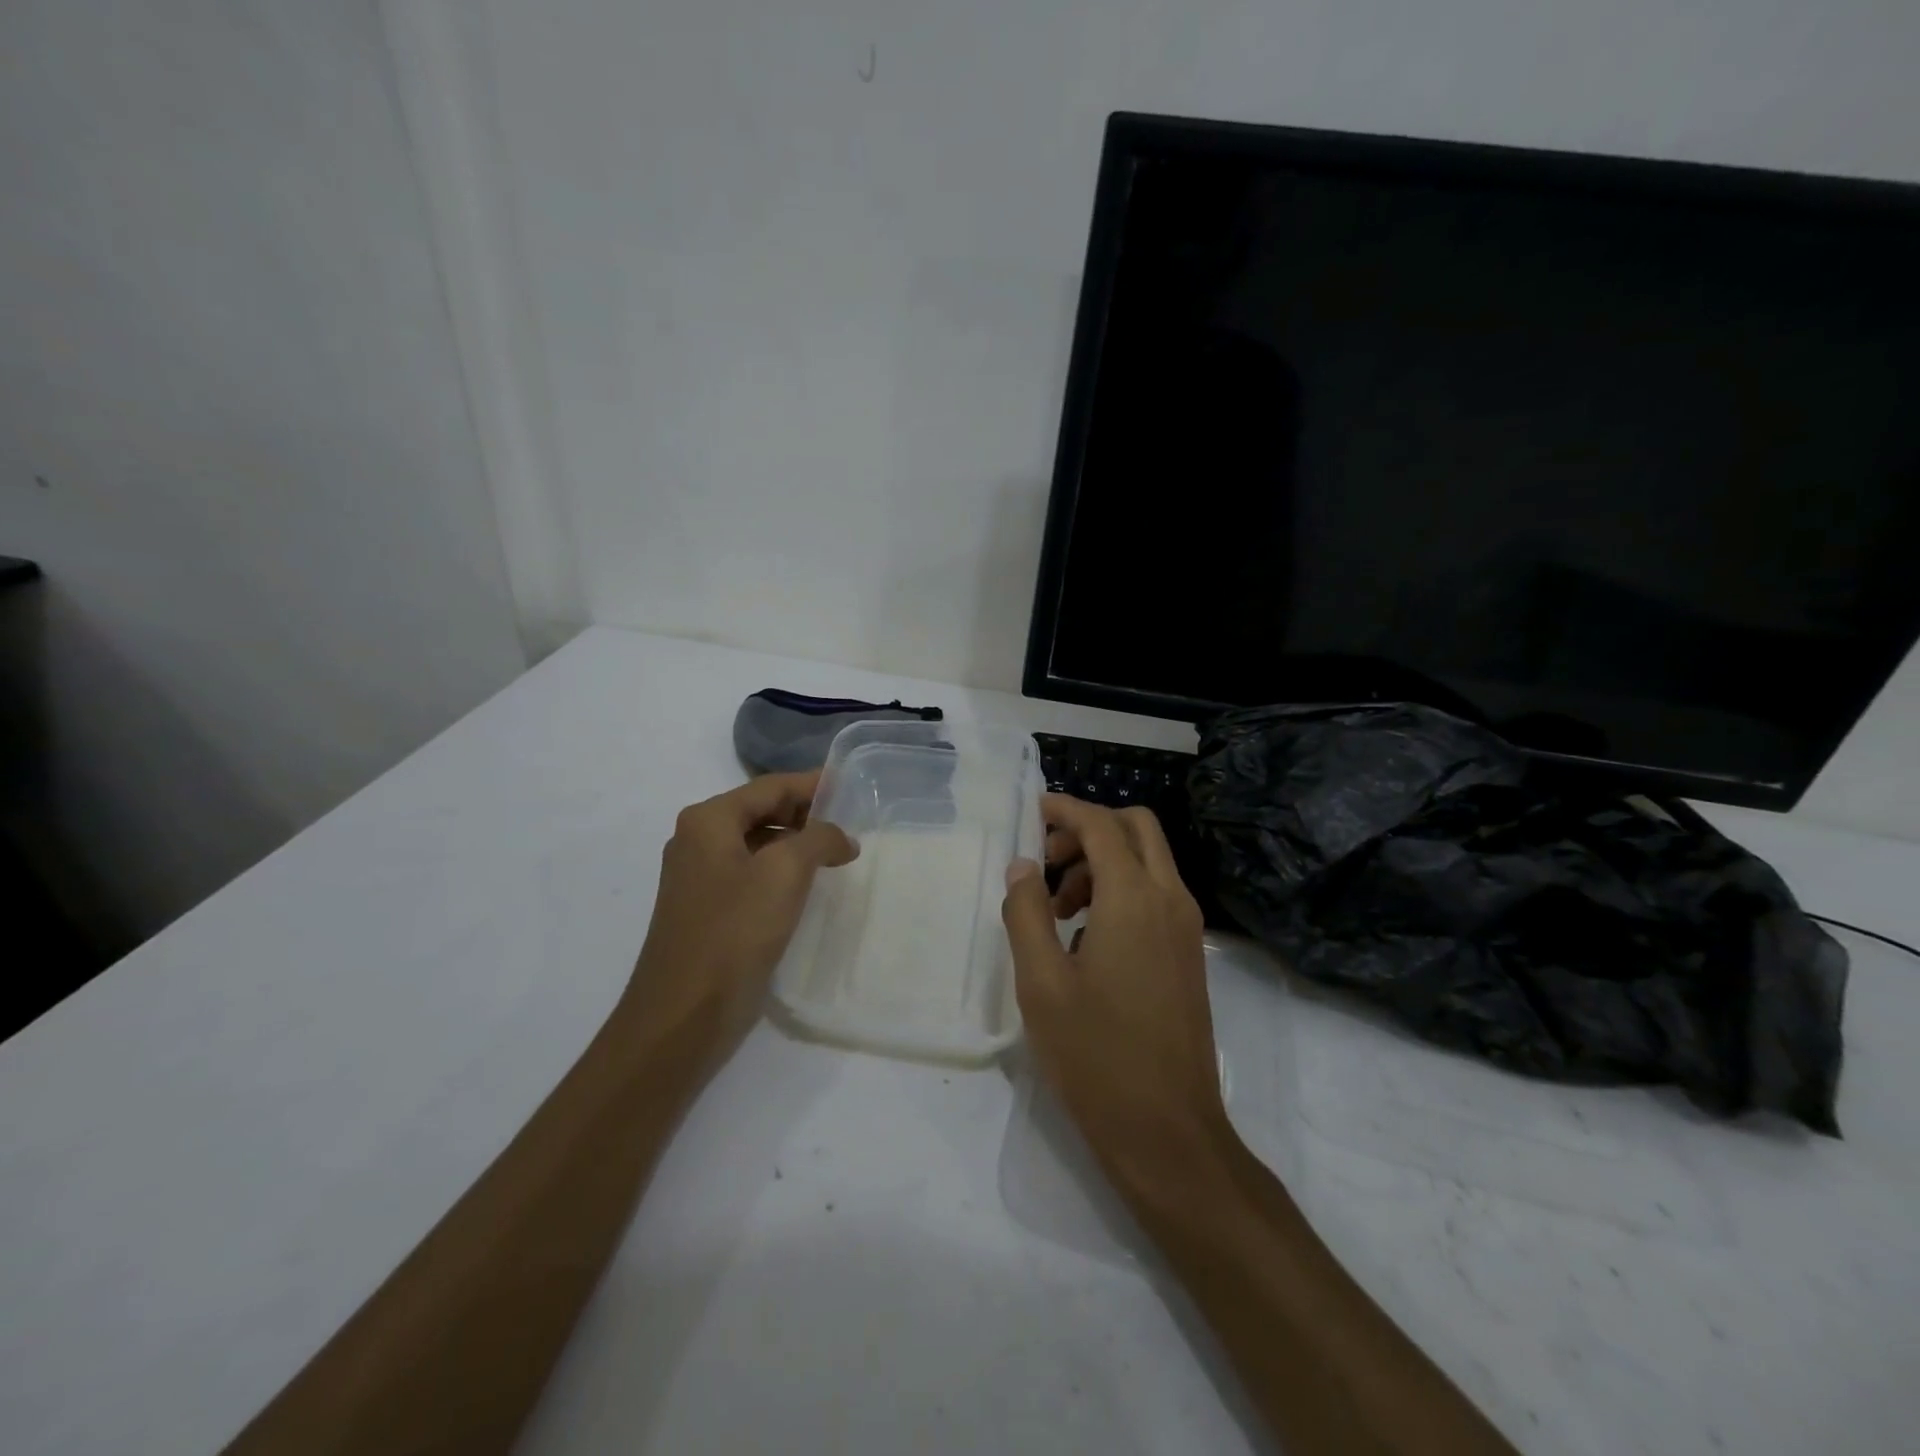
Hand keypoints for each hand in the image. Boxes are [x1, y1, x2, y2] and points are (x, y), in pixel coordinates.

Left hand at [625, 771, 856, 1071]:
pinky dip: (782, 871)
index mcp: (708, 820)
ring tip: (838, 855)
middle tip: (851, 824)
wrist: (682, 1015)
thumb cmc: (733, 932)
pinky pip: (751, 874)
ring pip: (758, 844)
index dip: (813, 784)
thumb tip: (841, 838)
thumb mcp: (785, 873)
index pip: (770, 786)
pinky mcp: (708, 909)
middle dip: (807, 815)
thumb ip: (819, 839)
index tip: (852, 786)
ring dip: (797, 845)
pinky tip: (809, 887)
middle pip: (762, 811)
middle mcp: (698, 840)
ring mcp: (700, 877)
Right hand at [1001, 795, 1232, 1193]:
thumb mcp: (1041, 983)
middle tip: (1047, 862)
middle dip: (1088, 829)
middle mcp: (1169, 900)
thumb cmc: (1096, 1055)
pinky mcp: (1188, 955)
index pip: (1100, 825)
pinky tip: (1085, 938)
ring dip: (1103, 862)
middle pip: (1136, 828)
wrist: (1168, 1131)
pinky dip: (1122, 889)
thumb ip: (1027, 913)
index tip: (1031, 811)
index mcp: (1134, 898)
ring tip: (1059, 909)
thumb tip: (1023, 867)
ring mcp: (1186, 928)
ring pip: (1148, 861)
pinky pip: (1156, 894)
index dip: (1064, 809)